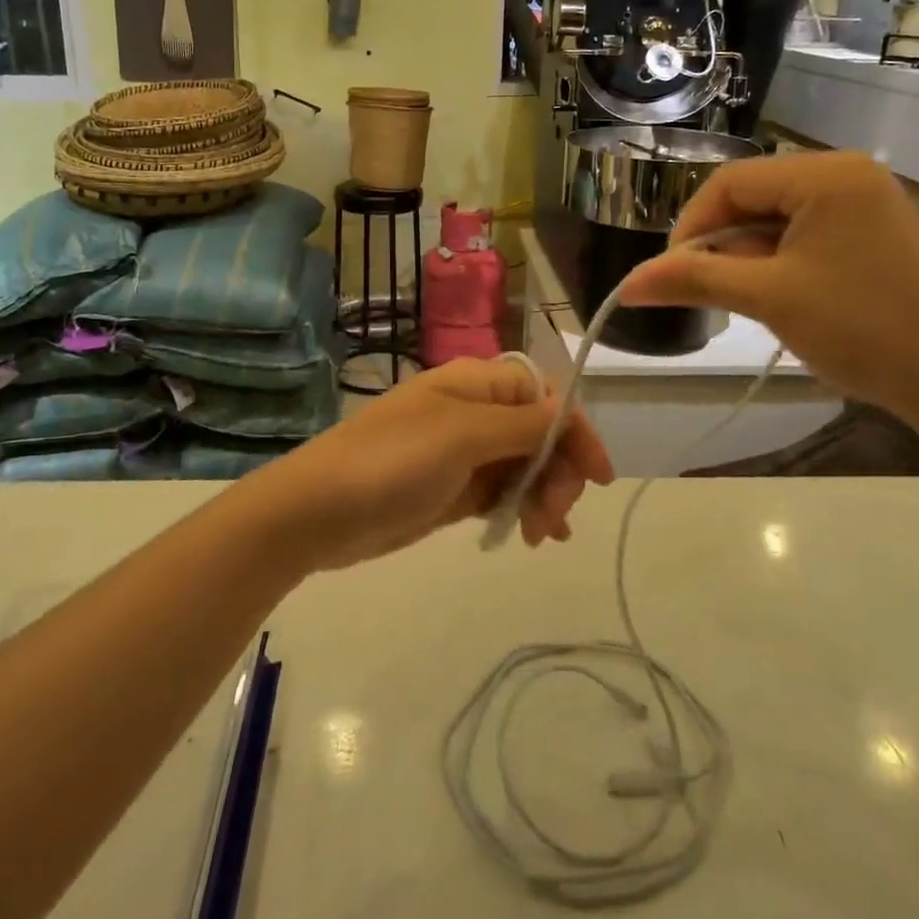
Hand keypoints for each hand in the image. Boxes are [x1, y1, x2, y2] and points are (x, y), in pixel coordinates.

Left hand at [247, 359, 614, 571]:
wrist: (320, 511)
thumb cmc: (392, 460)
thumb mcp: (462, 435)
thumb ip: (521, 424)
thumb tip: (566, 413)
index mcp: (476, 384)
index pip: (544, 395)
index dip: (574, 430)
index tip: (598, 476)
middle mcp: (474, 412)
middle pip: (539, 432)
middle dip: (558, 470)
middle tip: (555, 515)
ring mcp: (463, 453)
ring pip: (525, 465)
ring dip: (544, 494)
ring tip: (541, 535)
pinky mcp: (453, 490)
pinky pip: (502, 493)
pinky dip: (522, 508)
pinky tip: (533, 535)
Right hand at [620, 151, 918, 429]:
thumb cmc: (858, 329)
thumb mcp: (767, 298)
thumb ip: (693, 280)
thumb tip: (626, 285)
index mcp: (826, 175)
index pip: (731, 182)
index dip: (692, 225)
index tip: (673, 273)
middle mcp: (847, 173)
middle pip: (753, 195)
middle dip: (721, 242)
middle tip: (705, 289)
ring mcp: (865, 201)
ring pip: (776, 216)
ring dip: (747, 254)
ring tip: (742, 298)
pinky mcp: (872, 230)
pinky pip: (805, 230)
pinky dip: (778, 259)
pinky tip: (776, 293)